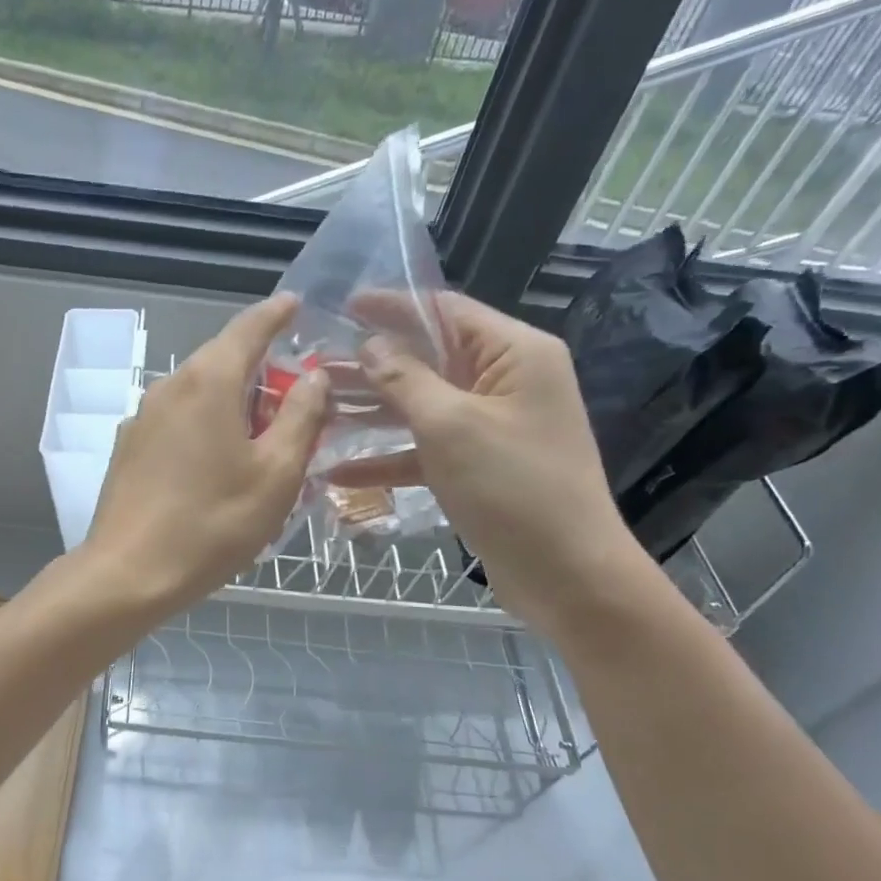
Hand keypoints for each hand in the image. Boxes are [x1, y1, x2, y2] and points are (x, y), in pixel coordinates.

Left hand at [82, 295, 327, 612]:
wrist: (129, 573)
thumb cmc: (213, 523)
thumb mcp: (276, 473)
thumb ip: (301, 416)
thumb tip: (314, 375)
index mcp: (209, 381)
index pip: (249, 328)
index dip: (277, 314)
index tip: (296, 304)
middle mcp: (170, 386)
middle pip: (222, 361)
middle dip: (261, 371)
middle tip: (297, 398)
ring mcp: (142, 418)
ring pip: (199, 394)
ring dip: (234, 404)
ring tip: (263, 439)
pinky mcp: (128, 448)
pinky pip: (178, 421)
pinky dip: (206, 426)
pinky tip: (218, 464)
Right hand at [332, 292, 643, 639]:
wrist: (565, 573)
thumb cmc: (512, 487)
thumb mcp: (451, 426)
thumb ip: (406, 379)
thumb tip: (372, 345)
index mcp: (514, 354)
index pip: (445, 312)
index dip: (393, 307)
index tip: (342, 306)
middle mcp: (505, 381)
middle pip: (428, 359)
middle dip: (372, 365)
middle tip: (315, 367)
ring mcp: (490, 426)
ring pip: (421, 406)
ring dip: (372, 412)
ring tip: (318, 412)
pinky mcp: (478, 467)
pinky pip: (425, 451)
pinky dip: (388, 459)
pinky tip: (338, 475)